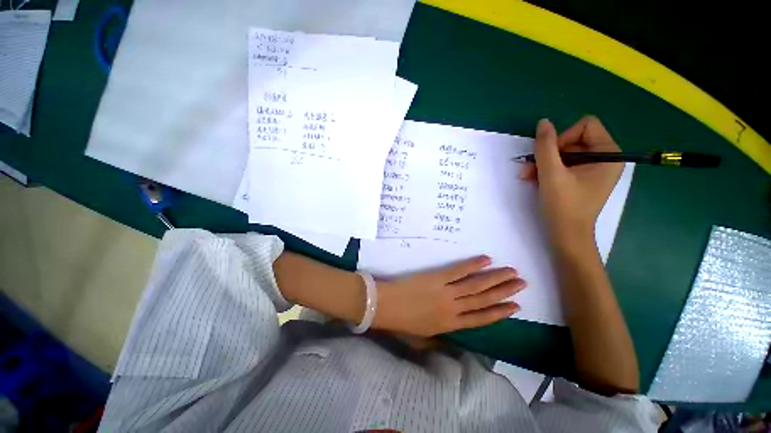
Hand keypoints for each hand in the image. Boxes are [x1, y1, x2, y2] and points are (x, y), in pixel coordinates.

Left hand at [372, 256, 525, 336]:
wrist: (385, 306)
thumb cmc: (401, 323)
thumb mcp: (422, 339)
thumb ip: (438, 339)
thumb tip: (450, 338)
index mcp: (450, 325)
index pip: (481, 319)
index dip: (500, 312)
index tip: (516, 306)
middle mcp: (453, 309)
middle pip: (484, 299)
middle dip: (504, 292)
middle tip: (521, 283)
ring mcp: (446, 292)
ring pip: (476, 285)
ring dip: (495, 278)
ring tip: (512, 272)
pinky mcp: (437, 277)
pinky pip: (458, 270)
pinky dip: (473, 265)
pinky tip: (486, 260)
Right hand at [520, 116, 622, 241]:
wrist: (566, 235)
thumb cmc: (563, 205)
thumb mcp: (551, 173)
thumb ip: (546, 146)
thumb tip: (543, 122)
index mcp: (609, 154)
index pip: (585, 126)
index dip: (563, 138)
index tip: (550, 157)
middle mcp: (606, 158)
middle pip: (573, 140)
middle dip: (549, 154)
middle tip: (530, 169)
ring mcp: (594, 169)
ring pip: (565, 152)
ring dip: (544, 162)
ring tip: (527, 176)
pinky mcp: (584, 178)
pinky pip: (565, 164)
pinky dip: (548, 169)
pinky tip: (535, 179)